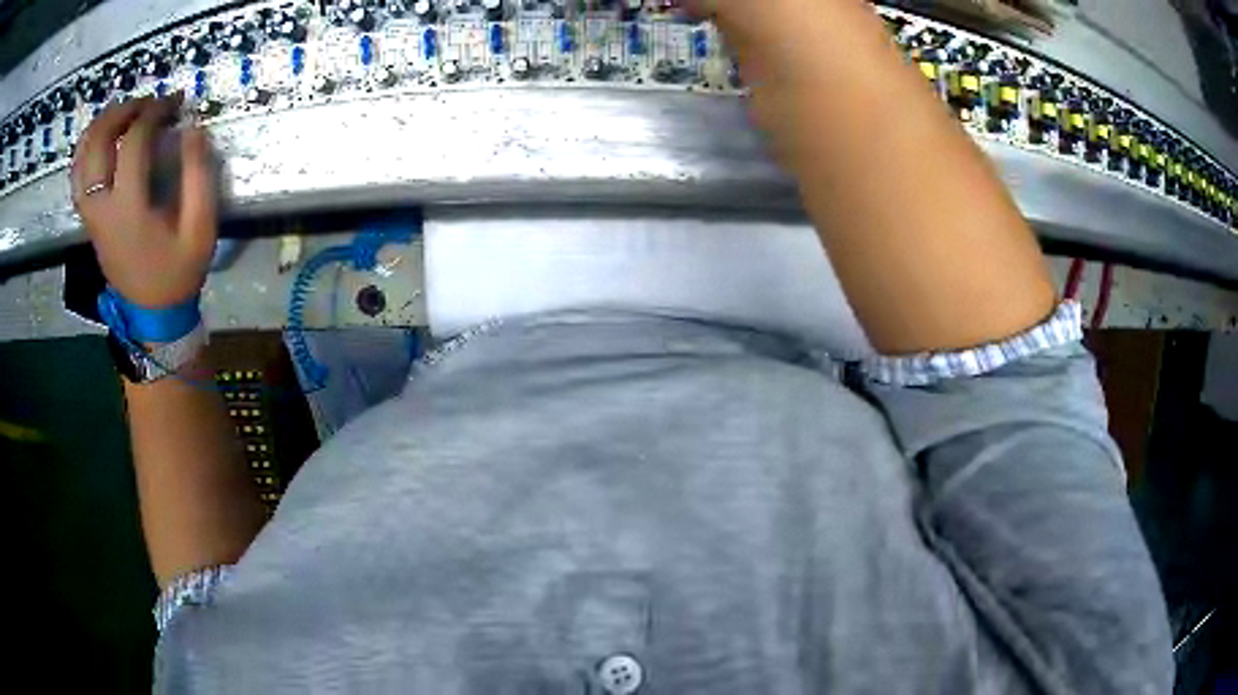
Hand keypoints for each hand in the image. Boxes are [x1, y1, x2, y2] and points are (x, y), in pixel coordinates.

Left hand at [71, 96, 217, 308]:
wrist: (152, 314)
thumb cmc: (177, 272)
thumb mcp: (200, 228)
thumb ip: (198, 177)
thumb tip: (192, 128)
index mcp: (129, 210)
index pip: (133, 143)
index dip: (154, 112)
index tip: (174, 101)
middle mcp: (102, 209)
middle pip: (98, 144)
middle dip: (122, 112)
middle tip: (145, 103)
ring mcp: (91, 216)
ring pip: (82, 159)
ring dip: (100, 126)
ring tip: (123, 112)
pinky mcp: (89, 221)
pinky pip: (77, 178)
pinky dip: (86, 150)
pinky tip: (101, 138)